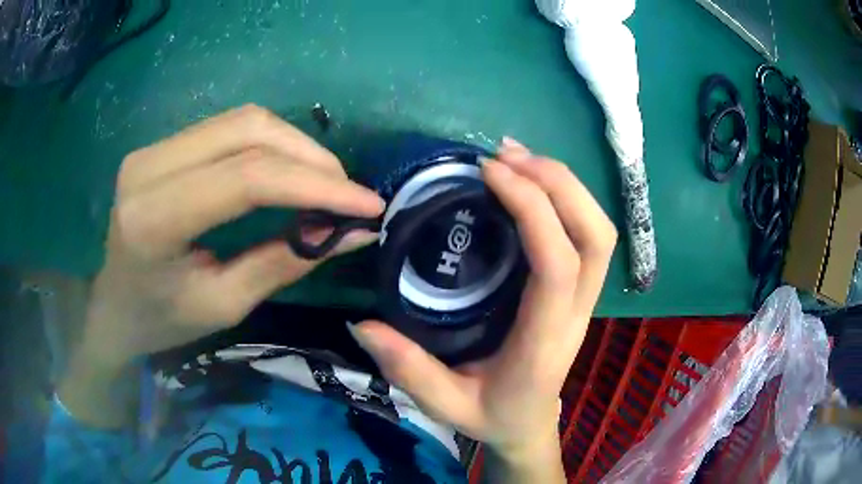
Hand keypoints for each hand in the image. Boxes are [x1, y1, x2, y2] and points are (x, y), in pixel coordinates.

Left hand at [76, 104, 384, 369]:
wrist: (113, 306)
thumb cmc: (162, 321)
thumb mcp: (224, 304)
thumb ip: (286, 261)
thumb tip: (353, 232)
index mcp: (154, 219)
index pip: (246, 178)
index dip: (316, 184)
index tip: (368, 205)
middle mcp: (149, 167)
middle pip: (248, 131)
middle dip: (311, 158)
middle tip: (348, 194)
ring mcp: (152, 147)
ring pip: (243, 120)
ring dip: (295, 146)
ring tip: (325, 183)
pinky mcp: (161, 144)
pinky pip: (228, 126)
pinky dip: (270, 143)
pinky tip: (288, 169)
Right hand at [349, 138, 616, 477]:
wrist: (529, 425)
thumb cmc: (493, 415)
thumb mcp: (446, 405)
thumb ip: (408, 370)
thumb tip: (362, 324)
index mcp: (544, 340)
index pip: (558, 266)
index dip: (533, 210)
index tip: (489, 173)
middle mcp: (575, 312)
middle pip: (595, 236)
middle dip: (559, 184)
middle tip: (506, 156)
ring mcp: (583, 298)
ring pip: (598, 230)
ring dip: (564, 185)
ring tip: (516, 158)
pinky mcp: (577, 288)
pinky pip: (586, 233)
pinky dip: (564, 197)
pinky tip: (528, 180)